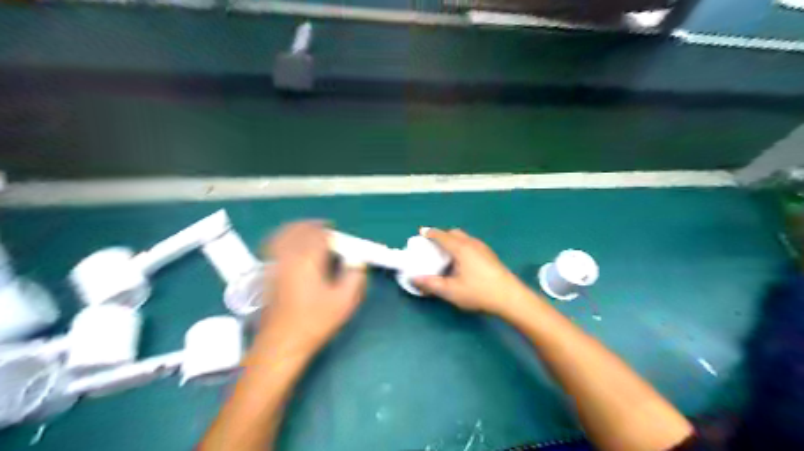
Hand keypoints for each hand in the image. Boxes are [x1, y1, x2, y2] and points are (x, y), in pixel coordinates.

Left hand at [261, 220, 365, 355]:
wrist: (282, 343)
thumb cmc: (315, 321)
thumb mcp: (344, 301)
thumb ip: (355, 276)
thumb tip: (356, 262)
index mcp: (308, 260)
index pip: (318, 234)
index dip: (330, 232)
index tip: (339, 239)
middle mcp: (288, 256)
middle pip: (298, 229)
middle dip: (312, 226)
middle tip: (325, 230)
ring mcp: (273, 264)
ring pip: (282, 235)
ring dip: (296, 229)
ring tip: (307, 233)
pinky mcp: (266, 274)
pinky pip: (272, 246)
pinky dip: (282, 239)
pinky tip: (288, 246)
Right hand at [413, 229, 528, 317]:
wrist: (510, 297)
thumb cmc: (478, 292)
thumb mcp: (451, 291)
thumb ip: (431, 284)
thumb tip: (413, 278)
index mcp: (461, 248)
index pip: (442, 236)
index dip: (430, 233)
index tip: (421, 232)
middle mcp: (472, 243)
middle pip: (454, 233)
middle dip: (442, 235)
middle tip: (433, 245)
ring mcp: (483, 248)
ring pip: (465, 238)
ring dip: (453, 240)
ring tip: (446, 253)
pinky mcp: (490, 255)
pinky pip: (472, 243)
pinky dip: (462, 246)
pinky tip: (463, 261)